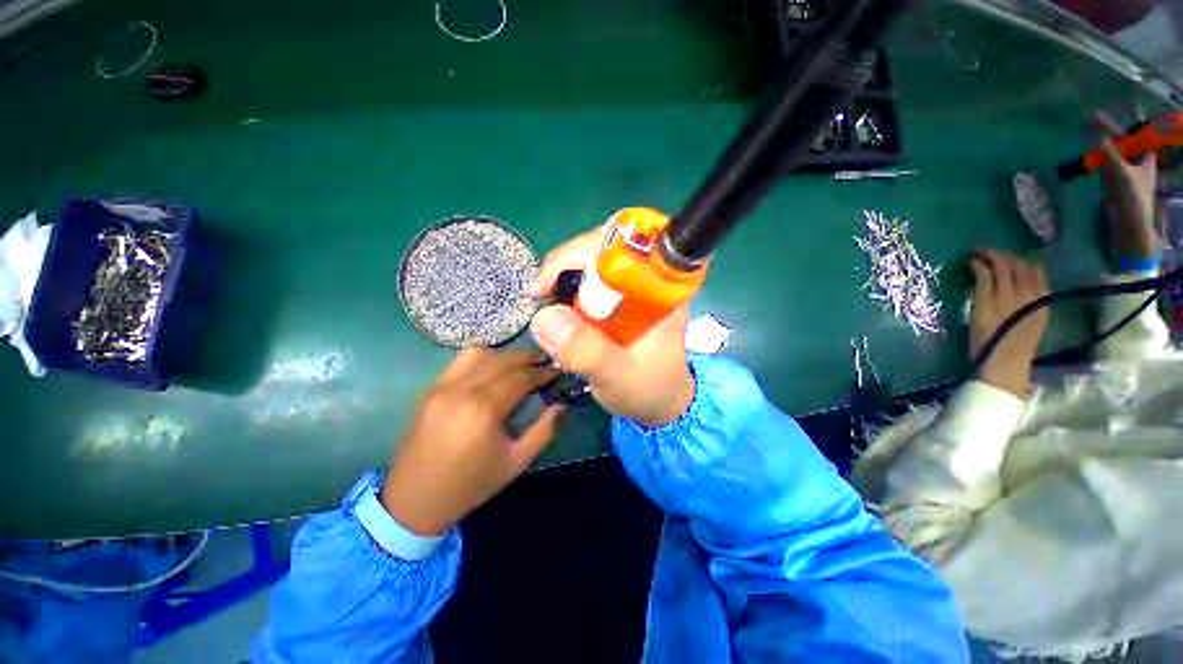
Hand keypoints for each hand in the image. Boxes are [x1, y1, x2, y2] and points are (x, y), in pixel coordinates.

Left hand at [380, 349, 561, 535]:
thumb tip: (561, 404)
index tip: (556, 371)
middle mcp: (461, 390)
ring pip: (479, 353)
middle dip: (527, 357)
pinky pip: (459, 361)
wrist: (414, 501)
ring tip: (518, 366)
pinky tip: (491, 371)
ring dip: (503, 355)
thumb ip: (544, 430)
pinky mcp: (430, 389)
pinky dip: (482, 359)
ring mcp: (442, 387)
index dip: (541, 372)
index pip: (520, 377)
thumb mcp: (517, 462)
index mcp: (484, 410)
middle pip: (501, 359)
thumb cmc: (471, 484)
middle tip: (543, 363)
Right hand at [528, 228, 694, 427]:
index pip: (621, 243)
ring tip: (552, 314)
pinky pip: (590, 275)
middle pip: (601, 245)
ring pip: (592, 258)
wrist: (662, 399)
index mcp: (661, 288)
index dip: (578, 254)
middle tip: (543, 301)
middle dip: (564, 268)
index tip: (547, 288)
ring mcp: (636, 281)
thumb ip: (587, 352)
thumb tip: (544, 318)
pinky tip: (564, 315)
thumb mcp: (617, 377)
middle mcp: (651, 275)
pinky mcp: (625, 292)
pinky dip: (569, 290)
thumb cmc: (647, 389)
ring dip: (563, 279)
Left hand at [968, 250, 1048, 397]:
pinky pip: (983, 275)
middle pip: (1019, 265)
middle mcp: (1028, 294)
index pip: (1037, 270)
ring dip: (989, 255)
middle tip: (989, 252)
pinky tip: (970, 262)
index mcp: (1043, 301)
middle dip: (1004, 254)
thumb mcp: (1031, 321)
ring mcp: (1007, 296)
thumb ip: (1029, 304)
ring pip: (1001, 266)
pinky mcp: (986, 300)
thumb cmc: (1013, 347)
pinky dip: (977, 265)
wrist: (1004, 363)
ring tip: (978, 252)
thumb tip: (1018, 287)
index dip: (1022, 260)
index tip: (1011, 257)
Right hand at [1094, 108, 1159, 259]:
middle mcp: (1136, 160)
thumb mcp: (1121, 174)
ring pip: (1114, 149)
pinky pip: (1106, 162)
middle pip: (1124, 139)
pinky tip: (1089, 152)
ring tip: (1087, 129)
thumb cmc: (1132, 198)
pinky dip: (1097, 155)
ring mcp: (1124, 170)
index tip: (1129, 102)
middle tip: (1092, 116)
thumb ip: (1109, 154)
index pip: (1141, 132)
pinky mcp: (1113, 180)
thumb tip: (1097, 137)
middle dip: (1109, 128)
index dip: (1135, 117)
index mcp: (1146, 156)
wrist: (1129, 225)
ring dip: (1101, 140)